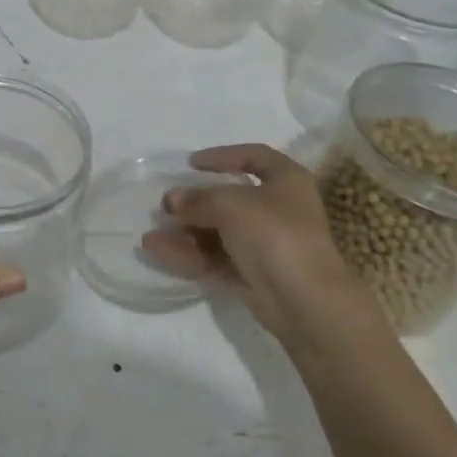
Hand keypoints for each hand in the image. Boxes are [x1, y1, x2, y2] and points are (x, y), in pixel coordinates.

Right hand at [142, 143, 371, 350]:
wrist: (304, 301)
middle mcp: (279, 209)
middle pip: (231, 199)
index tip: (191, 163)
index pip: (254, 157)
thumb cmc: (275, 235)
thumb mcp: (231, 205)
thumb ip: (198, 199)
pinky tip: (158, 251)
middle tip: (167, 205)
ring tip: (151, 235)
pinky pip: (216, 258)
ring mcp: (266, 244)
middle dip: (195, 203)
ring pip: (219, 232)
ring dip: (185, 232)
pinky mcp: (254, 274)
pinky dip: (189, 254)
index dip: (223, 156)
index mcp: (286, 181)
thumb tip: (172, 199)